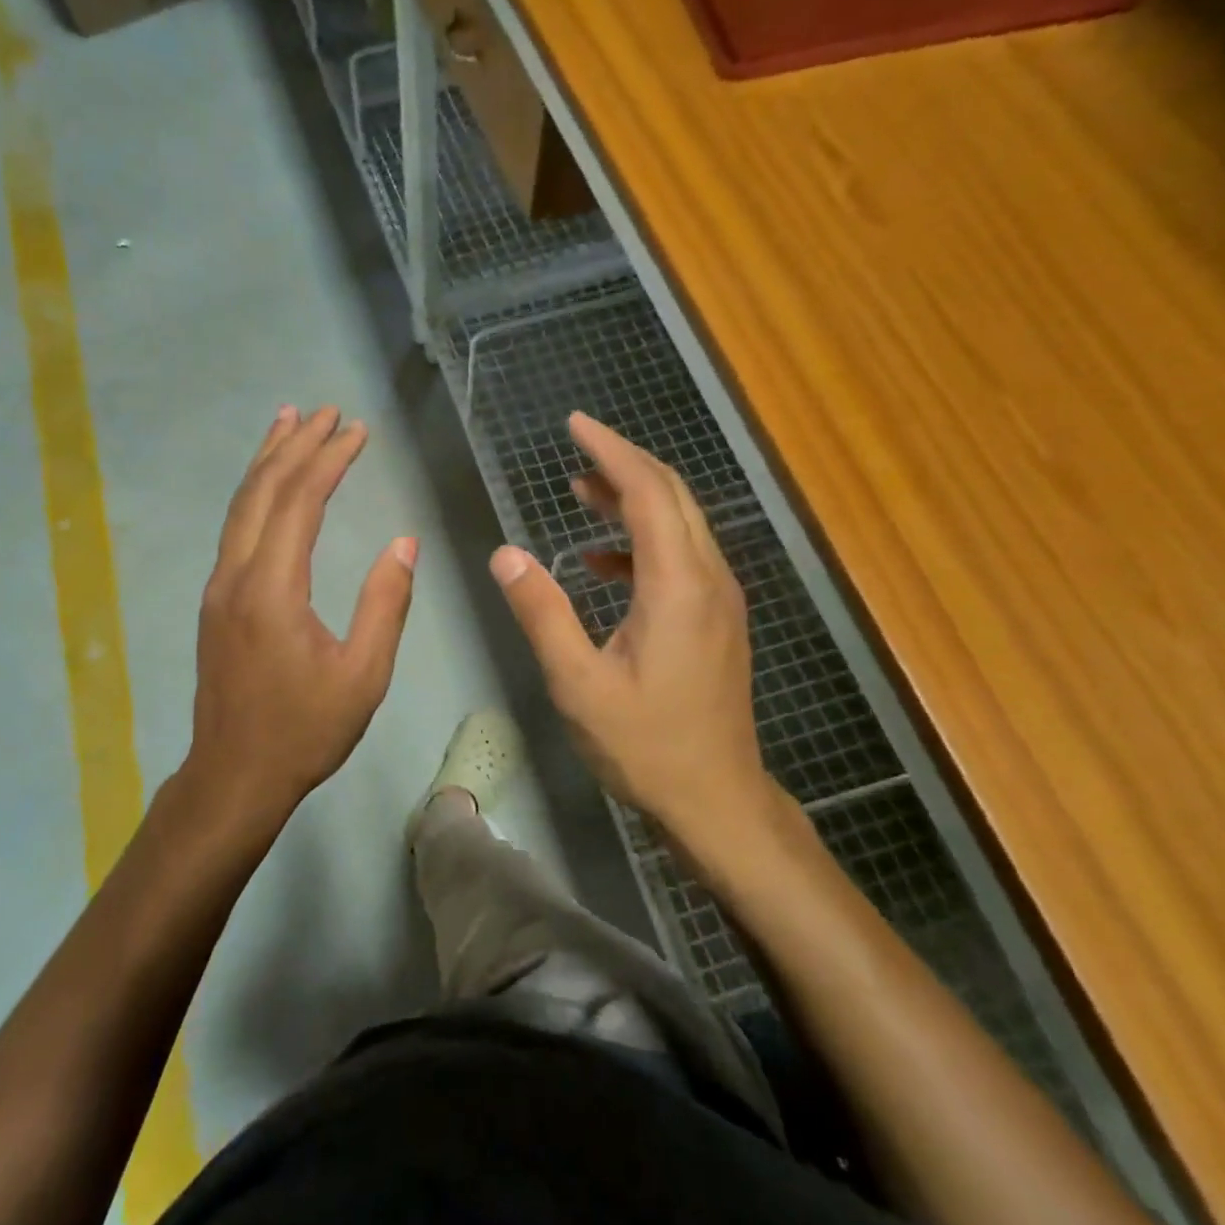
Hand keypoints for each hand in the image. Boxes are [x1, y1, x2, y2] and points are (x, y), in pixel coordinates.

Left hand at [181, 405, 415, 836]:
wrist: (234, 775)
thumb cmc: (304, 730)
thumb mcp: (362, 675)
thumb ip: (384, 604)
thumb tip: (404, 543)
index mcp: (272, 589)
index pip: (300, 502)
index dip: (329, 460)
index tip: (357, 430)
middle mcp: (236, 575)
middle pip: (262, 491)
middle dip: (294, 445)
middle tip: (324, 410)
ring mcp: (218, 587)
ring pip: (240, 506)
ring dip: (266, 461)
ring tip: (288, 422)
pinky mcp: (215, 601)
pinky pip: (235, 529)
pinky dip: (255, 493)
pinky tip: (268, 486)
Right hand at [489, 412, 789, 855]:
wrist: (717, 799)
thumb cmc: (645, 745)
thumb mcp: (578, 682)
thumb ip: (542, 612)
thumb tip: (504, 553)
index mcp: (677, 585)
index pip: (647, 492)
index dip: (611, 451)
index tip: (575, 425)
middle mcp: (708, 578)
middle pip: (672, 495)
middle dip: (624, 463)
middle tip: (576, 447)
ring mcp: (719, 598)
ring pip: (681, 523)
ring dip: (633, 499)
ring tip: (580, 491)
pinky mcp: (717, 619)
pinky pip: (681, 557)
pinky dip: (641, 542)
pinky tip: (601, 562)